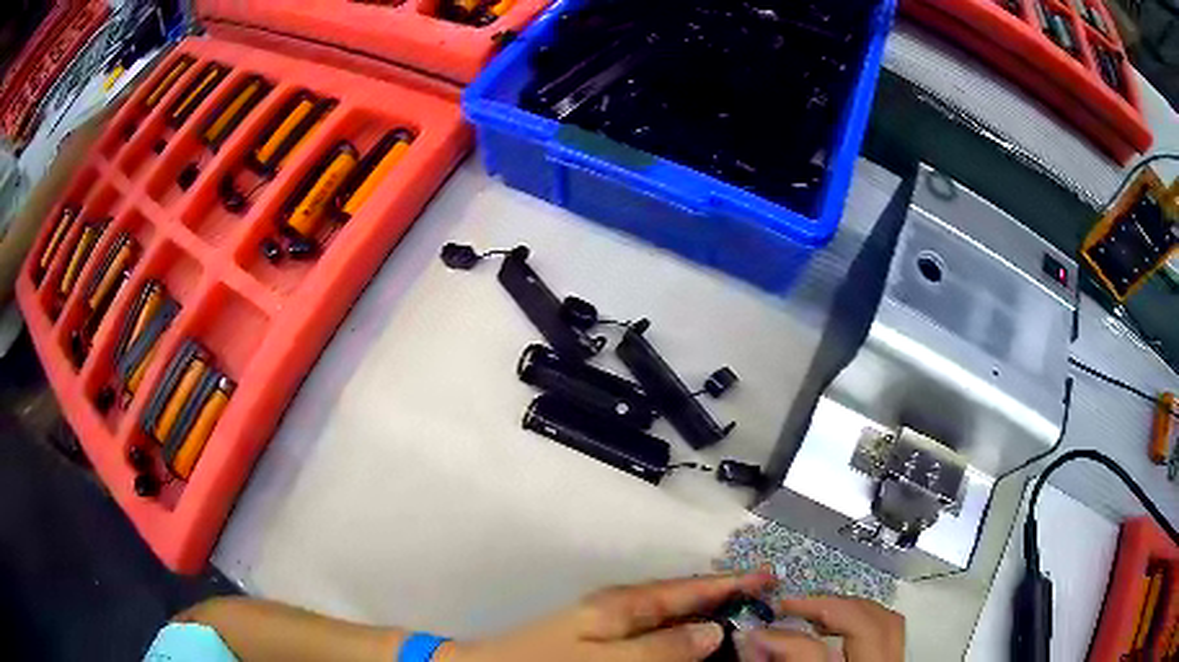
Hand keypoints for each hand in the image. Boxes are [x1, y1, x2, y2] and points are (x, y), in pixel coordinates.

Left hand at [439, 572, 776, 661]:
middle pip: (684, 600)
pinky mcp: (602, 641)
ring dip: (705, 618)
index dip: (730, 584)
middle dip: (723, 600)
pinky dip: (680, 636)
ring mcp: (610, 625)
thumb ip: (660, 647)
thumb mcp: (604, 659)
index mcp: (622, 604)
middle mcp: (620, 608)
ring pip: (671, 617)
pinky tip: (693, 647)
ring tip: (741, 626)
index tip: (769, 579)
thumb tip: (715, 631)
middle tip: (764, 605)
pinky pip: (654, 634)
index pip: (688, 589)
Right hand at [739, 597, 903, 661]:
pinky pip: (891, 632)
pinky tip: (839, 628)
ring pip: (886, 621)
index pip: (811, 652)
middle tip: (788, 606)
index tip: (754, 631)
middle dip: (825, 606)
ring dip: (848, 609)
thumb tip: (752, 639)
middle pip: (863, 624)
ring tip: (814, 613)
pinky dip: (865, 620)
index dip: (779, 637)